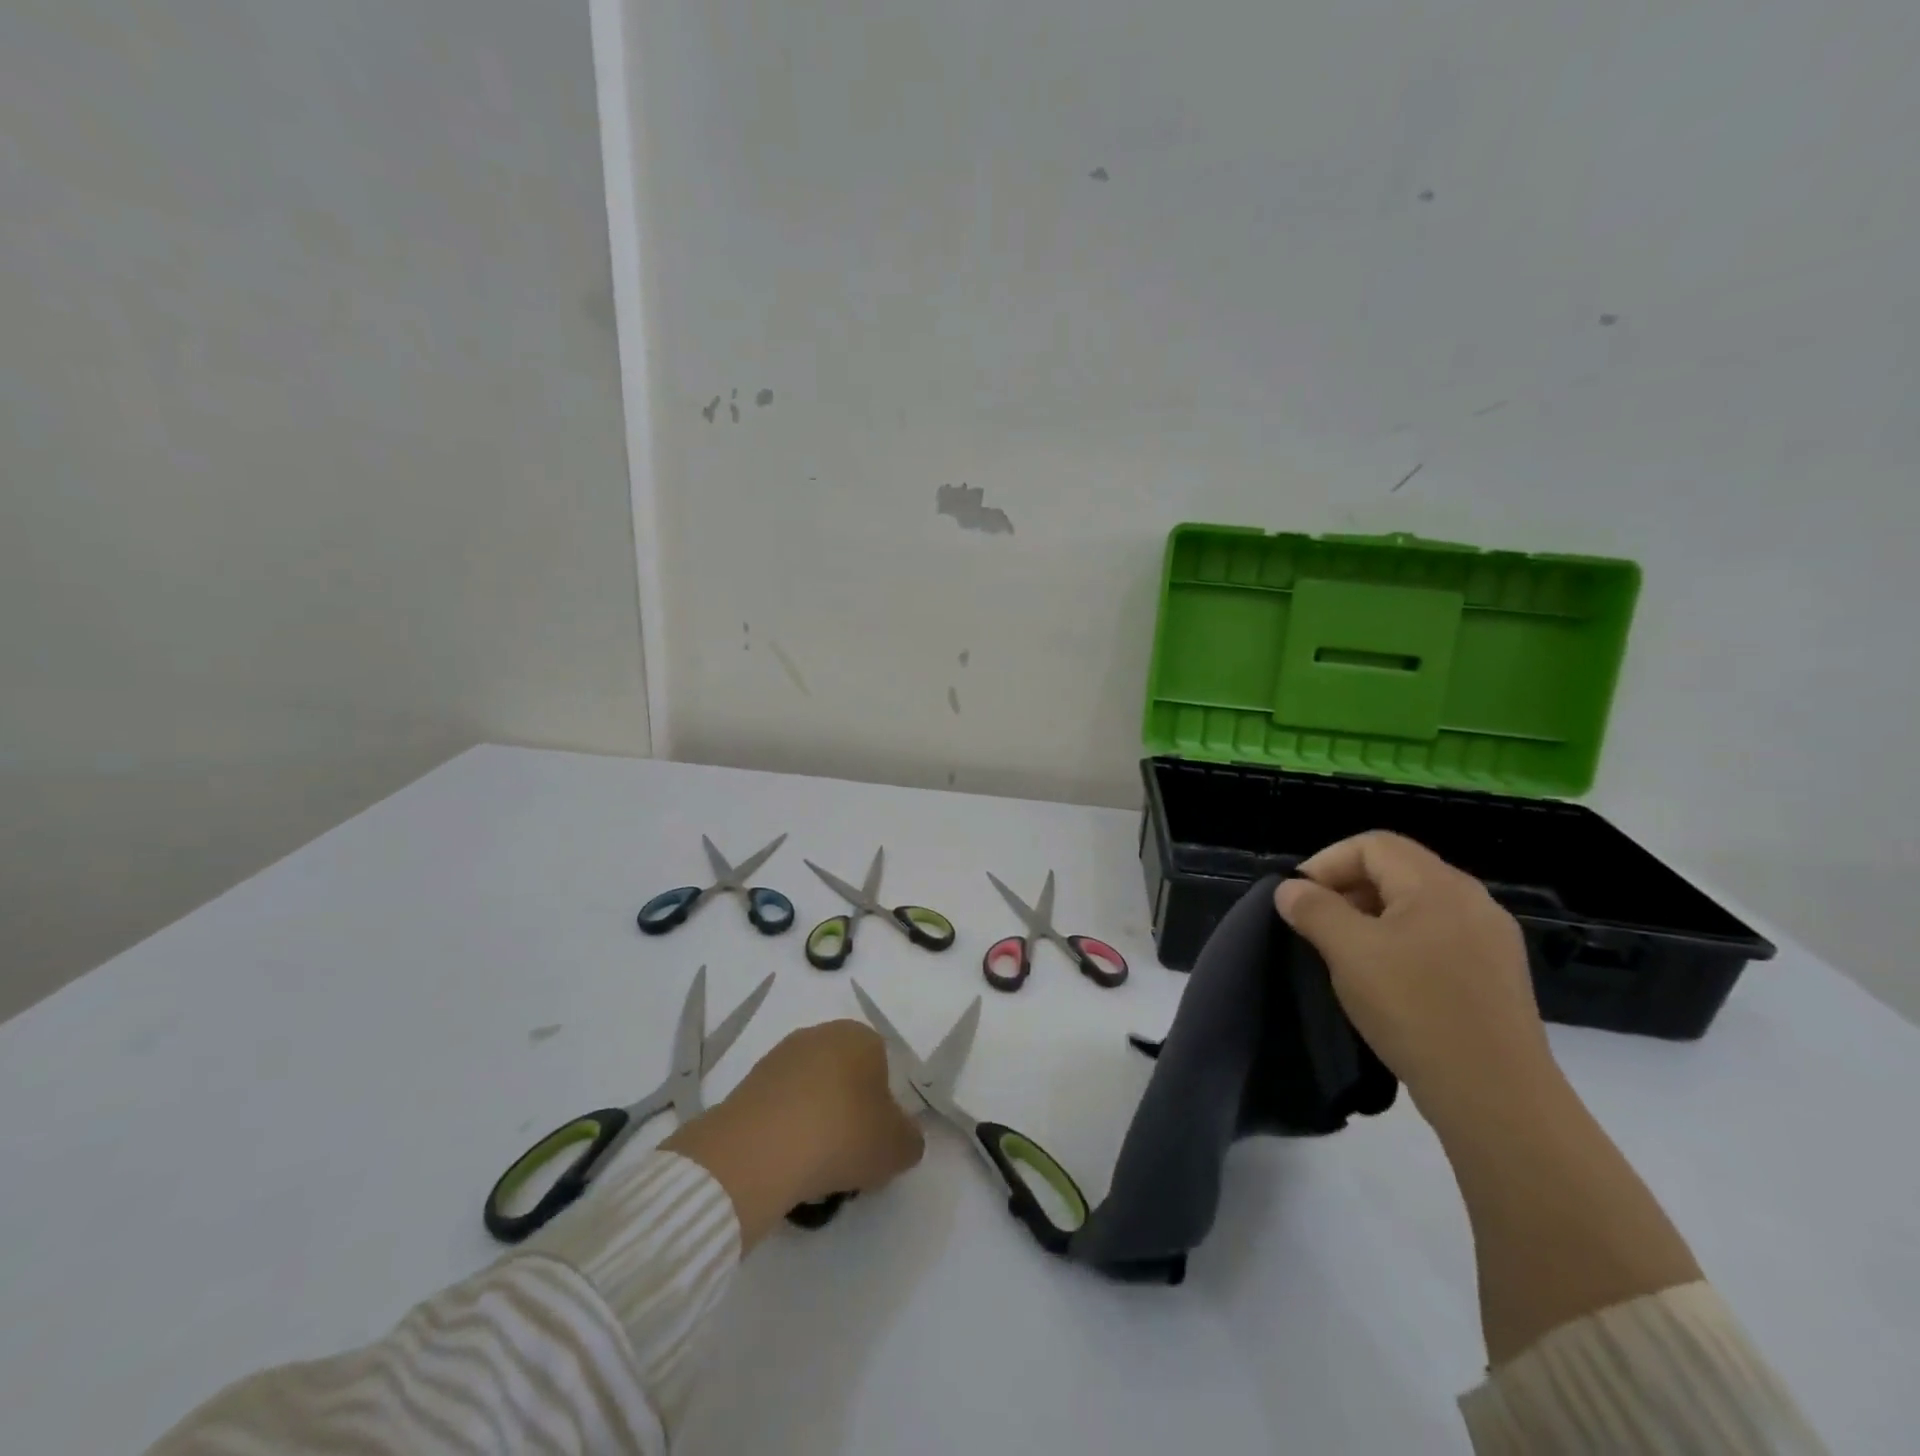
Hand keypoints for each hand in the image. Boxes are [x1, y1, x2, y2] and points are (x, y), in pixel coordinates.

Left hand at [664, 1020, 923, 1246]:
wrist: (761, 1150)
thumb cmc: (843, 1135)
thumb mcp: (898, 1148)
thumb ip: (910, 1139)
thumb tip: (902, 1137)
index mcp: (861, 1035)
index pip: (883, 1066)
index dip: (883, 1107)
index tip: (875, 1141)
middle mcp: (821, 1034)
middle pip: (845, 1077)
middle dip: (848, 1112)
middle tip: (848, 1156)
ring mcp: (780, 1056)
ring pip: (811, 1093)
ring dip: (815, 1123)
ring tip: (813, 1168)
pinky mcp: (749, 1082)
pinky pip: (780, 1108)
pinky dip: (786, 1131)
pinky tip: (785, 1162)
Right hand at [1274, 831, 1557, 1126]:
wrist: (1497, 1098)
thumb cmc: (1416, 1009)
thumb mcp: (1349, 952)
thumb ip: (1313, 910)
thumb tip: (1291, 890)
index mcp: (1439, 885)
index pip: (1373, 844)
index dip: (1327, 861)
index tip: (1298, 898)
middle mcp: (1471, 901)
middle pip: (1396, 870)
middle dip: (1346, 889)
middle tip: (1315, 926)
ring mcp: (1490, 940)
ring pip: (1415, 907)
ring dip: (1370, 918)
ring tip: (1344, 955)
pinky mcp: (1495, 976)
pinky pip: (1436, 939)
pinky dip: (1400, 944)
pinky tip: (1386, 982)